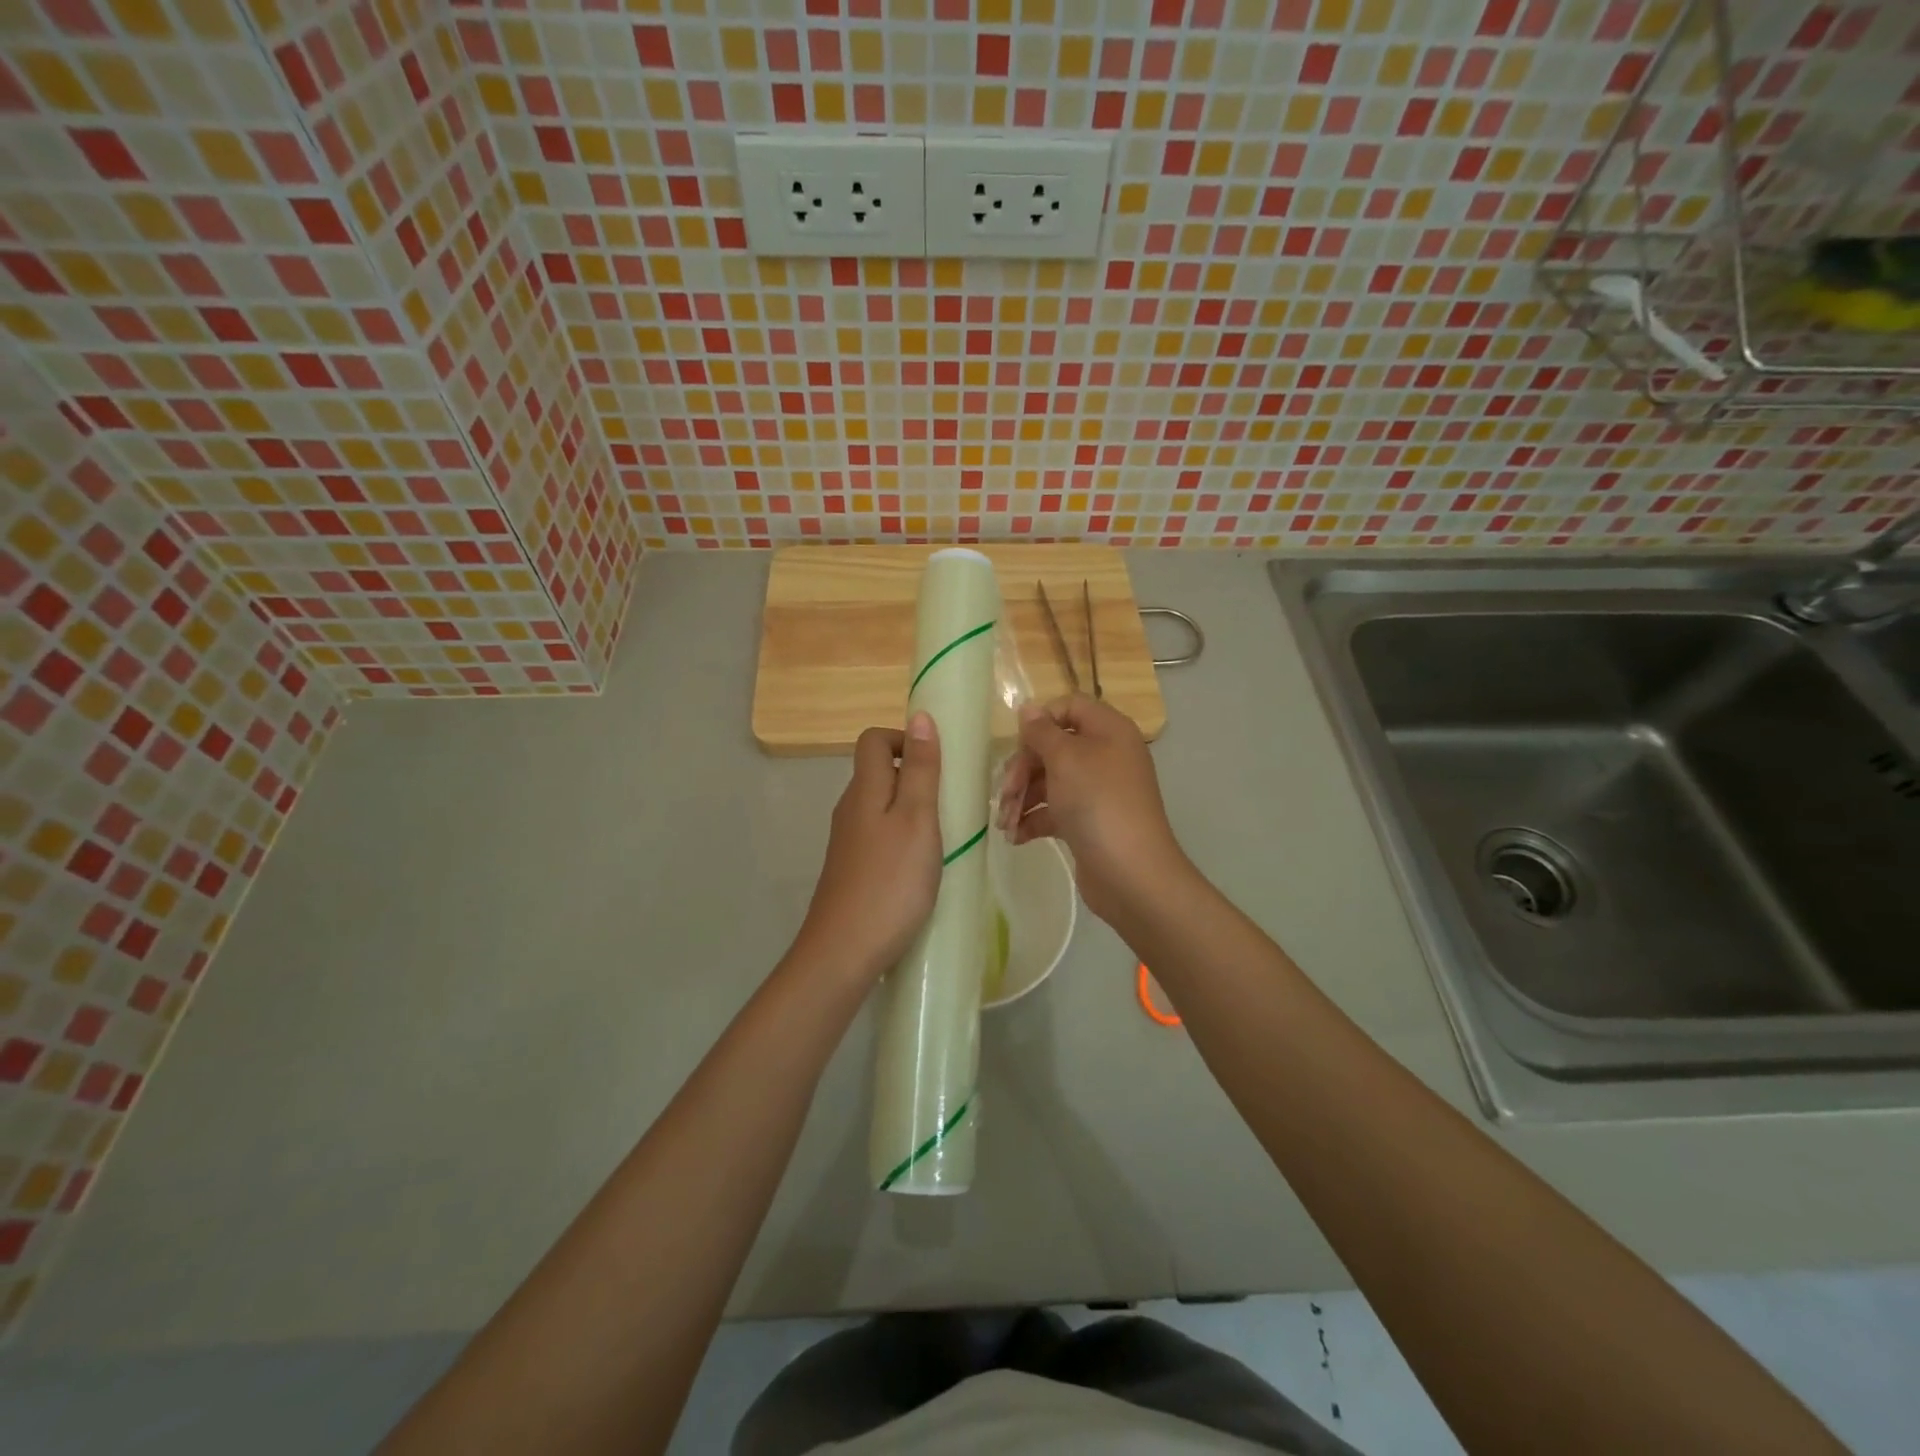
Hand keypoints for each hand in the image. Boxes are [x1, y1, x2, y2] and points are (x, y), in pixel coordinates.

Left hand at [794, 714, 942, 985]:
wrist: (844, 951)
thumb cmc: (890, 881)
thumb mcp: (917, 819)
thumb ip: (921, 769)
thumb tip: (919, 716)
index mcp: (864, 789)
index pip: (873, 740)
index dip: (904, 739)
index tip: (938, 762)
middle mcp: (850, 809)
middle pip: (877, 772)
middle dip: (915, 776)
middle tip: (950, 801)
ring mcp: (848, 842)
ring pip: (880, 806)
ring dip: (912, 809)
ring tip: (944, 835)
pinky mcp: (852, 869)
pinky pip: (879, 836)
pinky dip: (902, 838)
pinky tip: (922, 866)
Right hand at [996, 694, 1189, 925]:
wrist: (1130, 873)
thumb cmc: (1098, 803)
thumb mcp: (1065, 758)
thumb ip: (1041, 731)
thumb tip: (1028, 708)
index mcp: (1108, 730)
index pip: (1068, 707)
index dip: (1040, 722)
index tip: (1018, 745)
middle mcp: (1105, 755)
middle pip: (1052, 747)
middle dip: (1022, 770)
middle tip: (1005, 794)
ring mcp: (1096, 791)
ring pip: (1049, 781)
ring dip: (1021, 798)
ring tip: (1004, 824)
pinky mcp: (1087, 822)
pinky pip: (1054, 810)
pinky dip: (1033, 820)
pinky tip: (1016, 837)